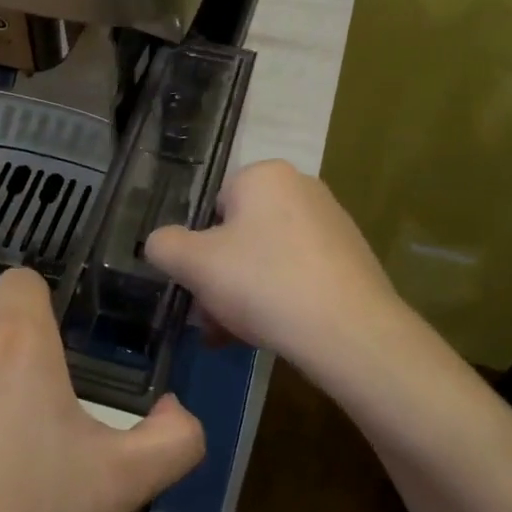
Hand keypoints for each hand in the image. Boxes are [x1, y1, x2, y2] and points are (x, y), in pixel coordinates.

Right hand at [145, 160, 407, 383]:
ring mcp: (332, 223)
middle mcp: (302, 188)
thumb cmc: (264, 283)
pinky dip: (280, 298)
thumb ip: (164, 245)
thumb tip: (160, 243)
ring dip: (244, 294)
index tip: (197, 286)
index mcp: (265, 175)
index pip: (214, 206)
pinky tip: (272, 334)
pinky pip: (298, 273)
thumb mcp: (194, 264)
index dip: (199, 248)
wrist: (350, 331)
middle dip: (220, 278)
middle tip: (212, 319)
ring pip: (267, 258)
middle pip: (240, 235)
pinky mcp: (351, 258)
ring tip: (236, 336)